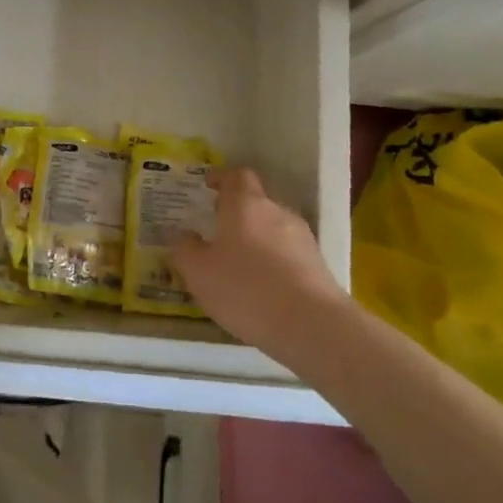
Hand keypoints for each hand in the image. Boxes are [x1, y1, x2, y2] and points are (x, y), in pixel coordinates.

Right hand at [172, 167, 343, 351]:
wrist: (312, 326)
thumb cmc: (245, 289)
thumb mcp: (198, 272)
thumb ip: (185, 249)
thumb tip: (183, 235)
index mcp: (245, 204)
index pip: (236, 175)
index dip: (221, 177)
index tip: (207, 185)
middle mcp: (277, 212)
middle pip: (256, 201)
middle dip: (236, 212)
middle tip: (216, 229)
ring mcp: (302, 238)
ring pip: (273, 228)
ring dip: (256, 238)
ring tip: (238, 263)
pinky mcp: (318, 265)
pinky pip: (288, 253)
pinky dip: (273, 261)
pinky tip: (262, 286)